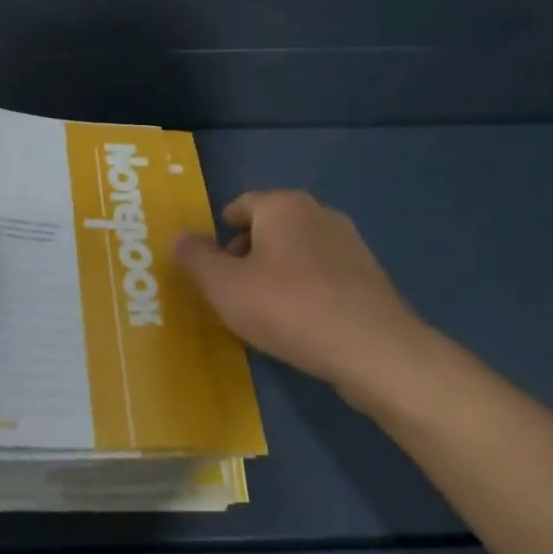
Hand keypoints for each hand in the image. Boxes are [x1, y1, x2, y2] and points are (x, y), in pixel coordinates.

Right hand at [174, 190, 433, 414]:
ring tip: (264, 310)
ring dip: (277, 272)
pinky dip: (305, 288)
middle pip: (270, 226)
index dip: (220, 233)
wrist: (372, 348)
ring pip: (298, 250)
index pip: (241, 205)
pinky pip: (323, 273)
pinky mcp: (369, 275)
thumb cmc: (287, 307)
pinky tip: (300, 322)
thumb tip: (180, 236)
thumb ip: (196, 257)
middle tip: (232, 290)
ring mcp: (350, 243)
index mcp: (282, 205)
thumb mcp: (224, 286)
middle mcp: (318, 213)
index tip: (211, 264)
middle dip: (247, 253)